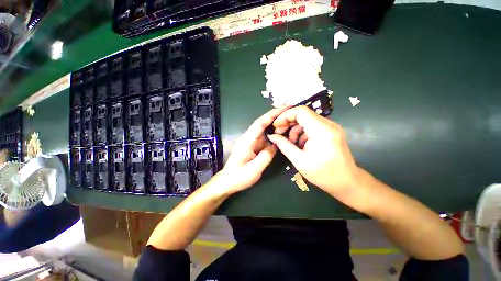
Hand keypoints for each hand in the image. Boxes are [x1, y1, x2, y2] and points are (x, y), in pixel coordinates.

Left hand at [218, 107, 288, 193]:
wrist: (227, 181)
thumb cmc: (238, 177)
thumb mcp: (254, 169)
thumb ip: (266, 156)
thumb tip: (275, 144)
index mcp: (247, 141)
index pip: (260, 123)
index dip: (272, 114)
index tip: (284, 107)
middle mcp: (248, 138)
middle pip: (262, 123)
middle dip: (275, 116)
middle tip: (290, 111)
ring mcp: (250, 141)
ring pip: (264, 130)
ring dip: (275, 124)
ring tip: (289, 120)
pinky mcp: (252, 146)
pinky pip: (264, 137)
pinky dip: (272, 134)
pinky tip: (280, 134)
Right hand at [267, 106, 360, 198]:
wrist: (347, 182)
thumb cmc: (323, 174)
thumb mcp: (299, 161)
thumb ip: (284, 145)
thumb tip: (272, 136)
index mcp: (321, 130)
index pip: (301, 111)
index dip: (285, 116)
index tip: (276, 126)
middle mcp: (328, 124)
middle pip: (303, 114)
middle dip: (288, 122)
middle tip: (279, 133)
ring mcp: (331, 127)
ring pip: (307, 120)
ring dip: (295, 129)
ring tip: (291, 143)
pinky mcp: (331, 131)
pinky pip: (313, 126)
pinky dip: (303, 133)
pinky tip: (300, 144)